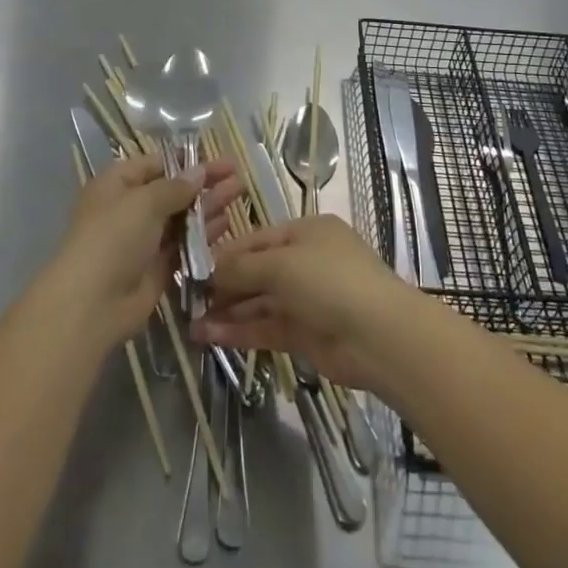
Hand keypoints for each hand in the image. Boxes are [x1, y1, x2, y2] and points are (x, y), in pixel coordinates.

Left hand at [56, 155, 241, 347]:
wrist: (91, 304)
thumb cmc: (113, 238)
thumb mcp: (144, 202)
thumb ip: (175, 187)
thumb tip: (198, 171)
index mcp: (117, 184)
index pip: (155, 164)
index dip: (185, 160)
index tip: (216, 157)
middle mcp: (130, 209)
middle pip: (172, 190)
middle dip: (203, 182)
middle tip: (237, 174)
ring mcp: (144, 240)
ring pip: (181, 217)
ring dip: (208, 205)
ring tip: (240, 192)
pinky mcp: (157, 268)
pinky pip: (184, 245)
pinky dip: (204, 234)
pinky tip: (227, 223)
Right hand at [195, 214, 414, 392]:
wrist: (379, 336)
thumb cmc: (329, 281)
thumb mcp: (281, 264)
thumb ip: (241, 268)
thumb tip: (209, 271)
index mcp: (306, 231)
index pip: (256, 239)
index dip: (225, 254)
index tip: (193, 269)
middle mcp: (306, 261)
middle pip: (257, 271)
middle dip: (223, 286)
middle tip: (187, 300)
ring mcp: (307, 299)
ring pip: (260, 302)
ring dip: (228, 312)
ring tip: (191, 323)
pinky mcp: (306, 334)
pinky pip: (267, 327)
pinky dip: (241, 331)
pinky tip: (211, 336)